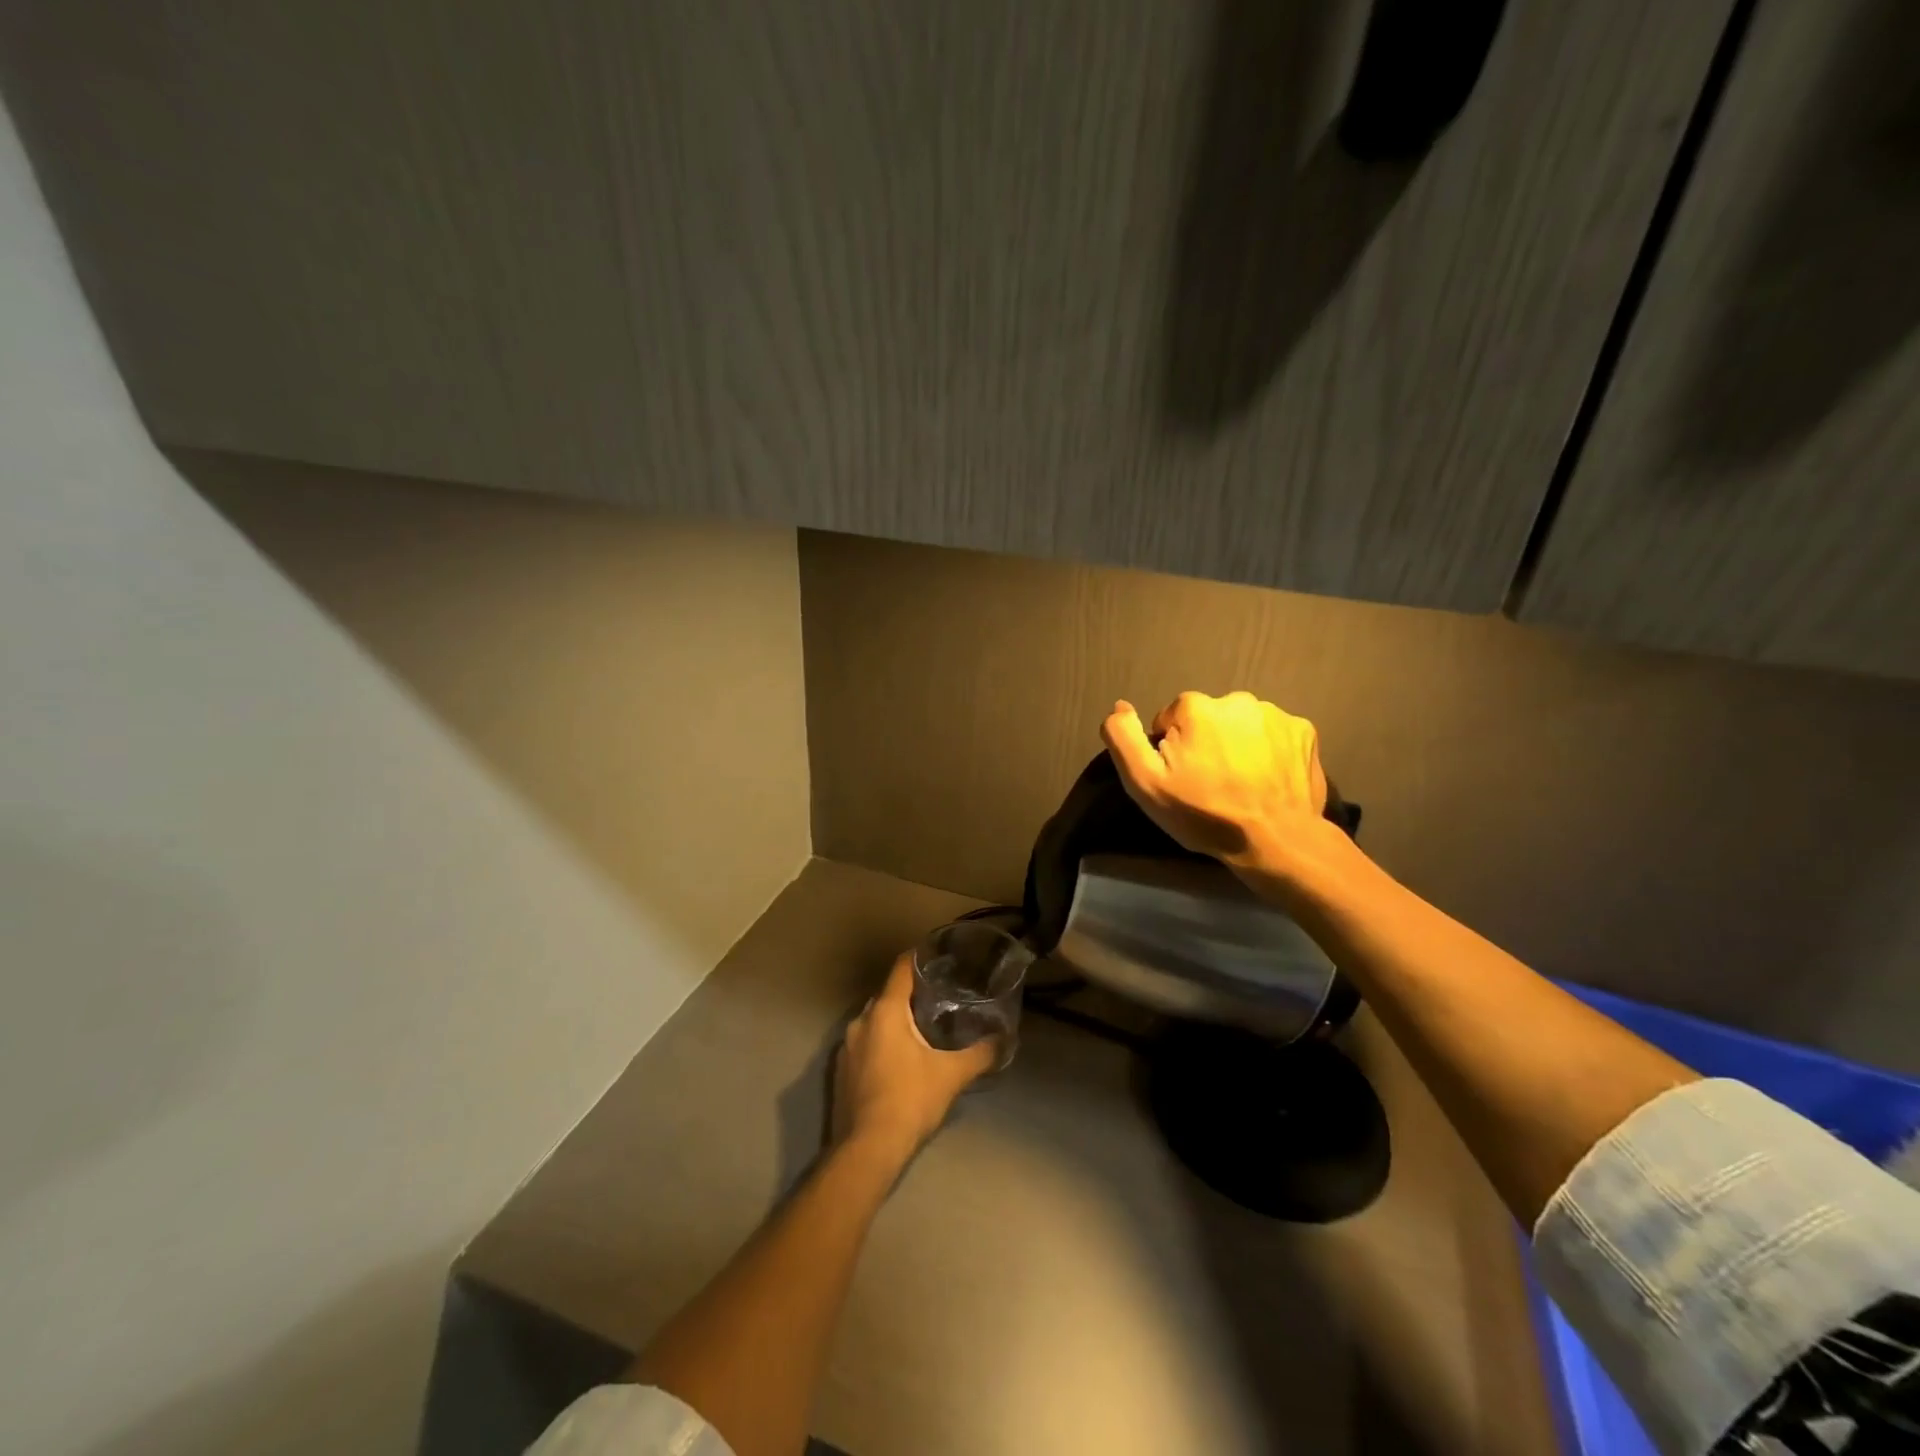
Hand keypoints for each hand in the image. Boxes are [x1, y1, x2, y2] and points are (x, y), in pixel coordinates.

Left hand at [833, 954, 997, 1161]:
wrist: (867, 1150)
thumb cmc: (910, 1101)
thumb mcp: (952, 1076)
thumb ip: (980, 1054)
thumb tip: (1004, 1040)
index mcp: (885, 1011)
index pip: (901, 969)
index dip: (919, 958)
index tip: (938, 957)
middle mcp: (861, 1020)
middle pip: (888, 994)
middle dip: (911, 994)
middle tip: (939, 998)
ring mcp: (846, 1047)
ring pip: (875, 1020)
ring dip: (895, 1021)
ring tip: (922, 1028)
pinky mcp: (840, 1070)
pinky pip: (865, 1043)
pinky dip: (882, 1042)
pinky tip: (900, 1059)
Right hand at [1101, 691, 1330, 869]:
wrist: (1276, 841)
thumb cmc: (1204, 814)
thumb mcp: (1145, 783)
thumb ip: (1123, 738)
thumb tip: (1120, 707)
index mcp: (1195, 707)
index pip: (1169, 721)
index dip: (1171, 752)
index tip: (1183, 780)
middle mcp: (1236, 699)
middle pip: (1207, 720)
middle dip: (1205, 744)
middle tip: (1211, 785)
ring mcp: (1275, 714)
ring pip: (1241, 726)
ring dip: (1237, 747)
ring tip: (1242, 785)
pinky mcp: (1304, 732)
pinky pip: (1274, 736)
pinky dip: (1269, 752)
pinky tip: (1268, 781)